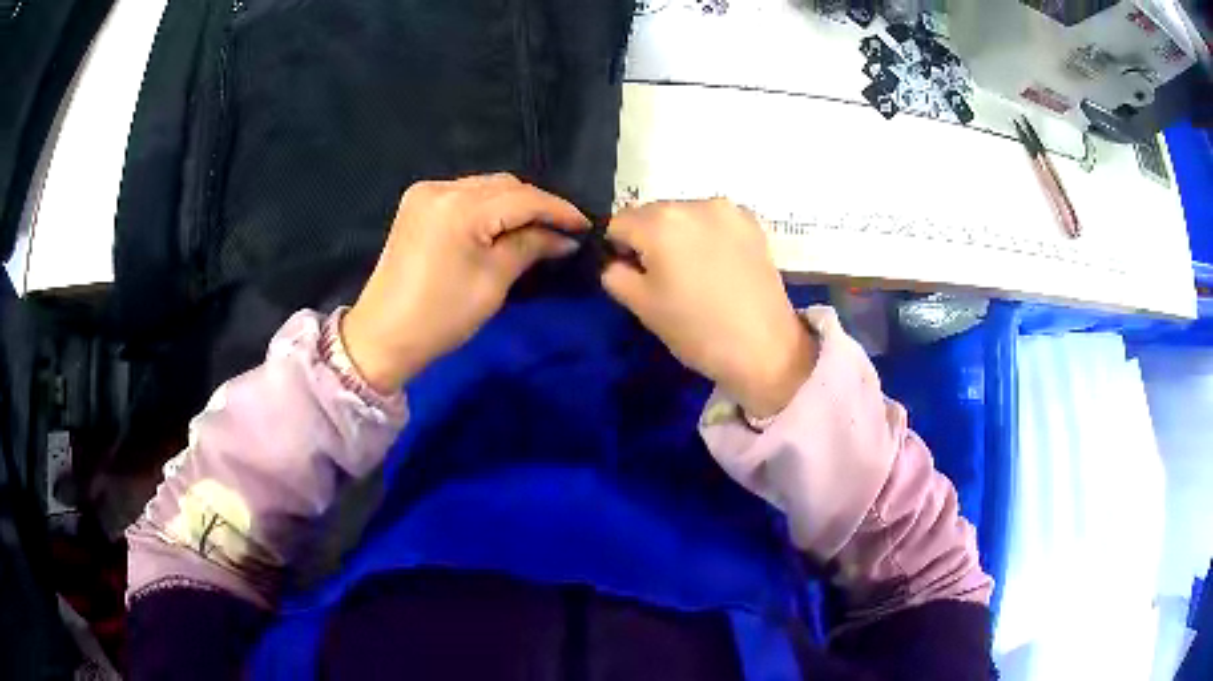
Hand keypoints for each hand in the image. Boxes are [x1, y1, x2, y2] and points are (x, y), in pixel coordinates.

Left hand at [343, 174, 588, 392]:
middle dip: (536, 205)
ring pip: (485, 187)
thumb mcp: (493, 282)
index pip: (523, 198)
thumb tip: (563, 238)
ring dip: (513, 204)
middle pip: (504, 185)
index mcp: (460, 207)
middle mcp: (441, 187)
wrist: (383, 336)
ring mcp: (425, 193)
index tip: (585, 226)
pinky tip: (502, 224)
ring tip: (538, 227)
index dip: (558, 210)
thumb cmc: (441, 317)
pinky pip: (465, 195)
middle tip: (563, 230)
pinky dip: (488, 206)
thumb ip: (530, 247)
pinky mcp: (417, 204)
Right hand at [602, 199, 816, 417]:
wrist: (765, 348)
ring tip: (696, 273)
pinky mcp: (752, 222)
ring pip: (684, 214)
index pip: (617, 223)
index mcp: (660, 221)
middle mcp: (693, 203)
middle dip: (649, 238)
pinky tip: (719, 265)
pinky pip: (713, 220)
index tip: (632, 275)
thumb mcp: (641, 306)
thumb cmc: (696, 330)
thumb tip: (615, 261)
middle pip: (652, 213)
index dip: (617, 249)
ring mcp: (727, 209)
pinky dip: (707, 234)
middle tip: (664, 277)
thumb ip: (614, 274)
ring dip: (679, 235)